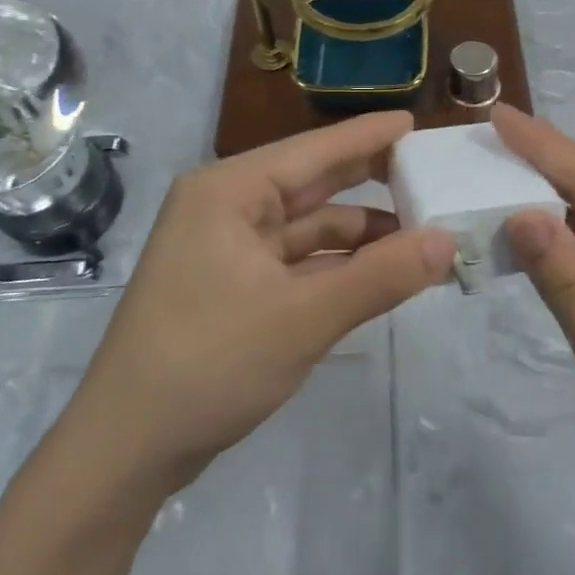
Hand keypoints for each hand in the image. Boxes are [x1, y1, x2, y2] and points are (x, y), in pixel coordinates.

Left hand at [71, 112, 454, 499]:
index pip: (313, 151)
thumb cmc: (209, 363)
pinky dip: (339, 267)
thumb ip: (380, 276)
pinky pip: (298, 263)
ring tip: (423, 235)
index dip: (368, 136)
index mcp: (229, 192)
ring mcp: (228, 250)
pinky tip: (381, 273)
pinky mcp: (234, 288)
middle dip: (370, 182)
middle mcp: (227, 209)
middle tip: (430, 174)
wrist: (126, 451)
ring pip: (309, 229)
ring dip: (362, 236)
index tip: (415, 122)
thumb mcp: (304, 318)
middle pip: (312, 184)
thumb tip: (448, 241)